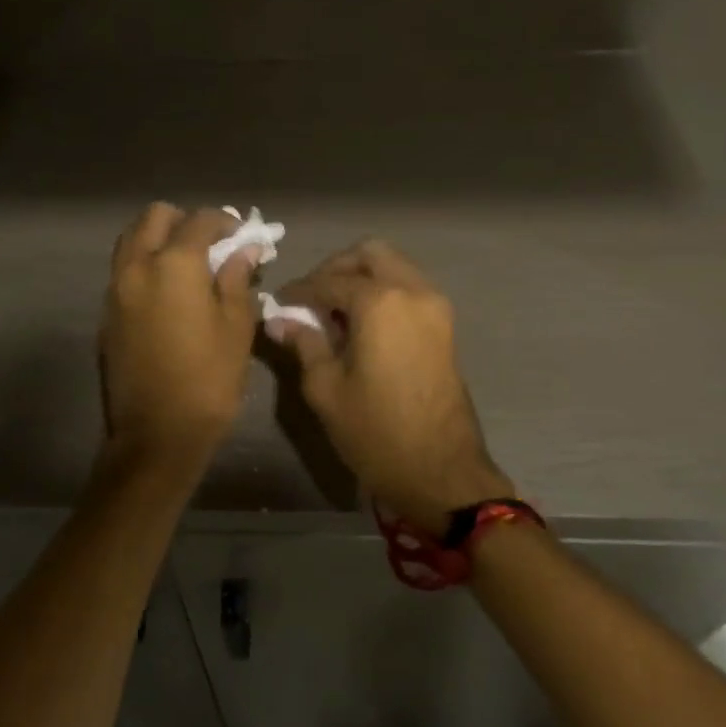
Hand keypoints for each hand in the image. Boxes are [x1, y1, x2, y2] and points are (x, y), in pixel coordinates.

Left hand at [100, 204, 260, 466]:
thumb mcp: (236, 328)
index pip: (199, 221)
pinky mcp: (106, 314)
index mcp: (173, 264)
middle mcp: (137, 266)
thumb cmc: (208, 379)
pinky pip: (122, 270)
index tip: (241, 235)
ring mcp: (115, 289)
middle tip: (210, 243)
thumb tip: (244, 250)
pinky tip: (167, 291)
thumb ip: (237, 280)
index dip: (224, 221)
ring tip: (186, 263)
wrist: (157, 433)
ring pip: (131, 239)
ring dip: (158, 238)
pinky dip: (143, 264)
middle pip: (154, 217)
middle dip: (184, 220)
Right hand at [270, 240, 506, 534]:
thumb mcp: (326, 389)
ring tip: (333, 312)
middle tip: (312, 297)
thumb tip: (279, 319)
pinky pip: (409, 289)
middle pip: (371, 254)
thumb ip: (304, 343)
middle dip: (337, 267)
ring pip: (395, 267)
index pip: (330, 280)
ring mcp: (435, 307)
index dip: (300, 289)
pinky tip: (360, 325)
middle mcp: (413, 292)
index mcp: (381, 302)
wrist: (441, 472)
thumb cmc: (376, 432)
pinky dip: (383, 292)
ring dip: (362, 277)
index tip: (279, 303)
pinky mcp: (445, 326)